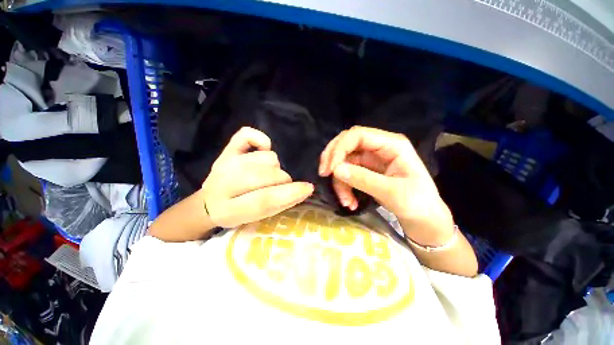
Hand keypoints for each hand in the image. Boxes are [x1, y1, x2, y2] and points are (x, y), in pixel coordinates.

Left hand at [202, 127, 313, 227]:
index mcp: (229, 209)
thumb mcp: (257, 218)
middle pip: (267, 174)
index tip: (308, 188)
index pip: (264, 200)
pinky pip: (247, 134)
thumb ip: (279, 204)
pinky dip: (260, 139)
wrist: (210, 202)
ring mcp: (225, 162)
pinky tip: (263, 150)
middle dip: (283, 180)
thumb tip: (304, 189)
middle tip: (280, 185)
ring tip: (268, 173)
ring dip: (274, 166)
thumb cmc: (238, 213)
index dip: (289, 194)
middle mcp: (224, 183)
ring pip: (266, 157)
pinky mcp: (226, 149)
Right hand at [319, 126, 454, 245]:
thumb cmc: (418, 204)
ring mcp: (371, 159)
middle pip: (347, 143)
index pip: (358, 135)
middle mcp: (379, 147)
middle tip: (323, 174)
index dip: (340, 148)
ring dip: (339, 181)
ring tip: (346, 201)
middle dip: (333, 158)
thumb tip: (335, 170)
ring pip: (344, 161)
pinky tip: (350, 202)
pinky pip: (347, 173)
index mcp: (391, 144)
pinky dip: (344, 187)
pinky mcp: (366, 171)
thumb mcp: (393, 192)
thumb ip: (364, 179)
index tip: (330, 169)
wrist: (424, 220)